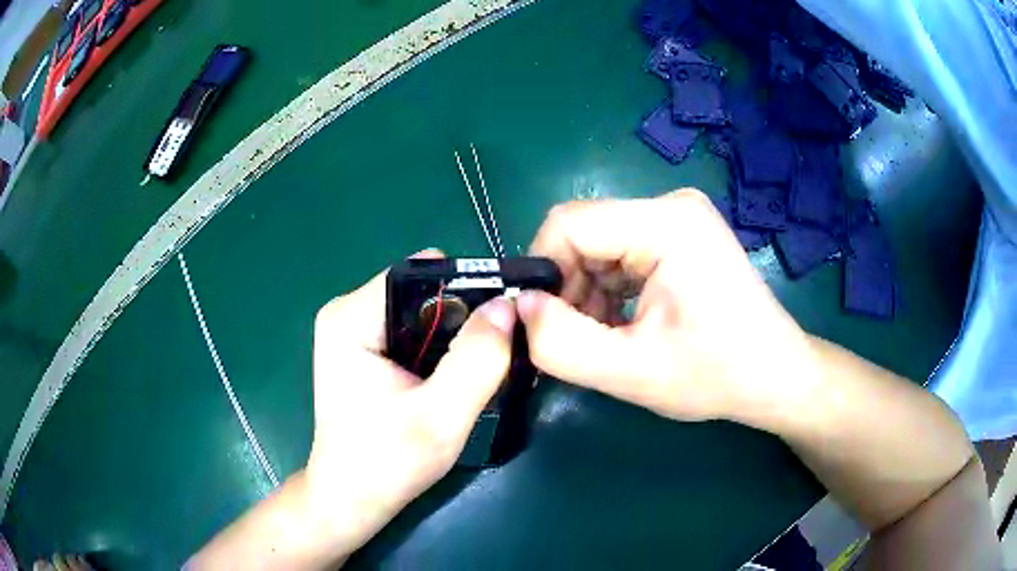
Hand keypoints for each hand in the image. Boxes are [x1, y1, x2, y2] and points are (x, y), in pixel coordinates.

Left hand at [304, 250, 516, 554]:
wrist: (352, 498)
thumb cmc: (389, 463)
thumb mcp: (442, 416)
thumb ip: (477, 358)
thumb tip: (507, 305)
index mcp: (351, 317)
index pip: (421, 273)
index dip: (468, 287)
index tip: (503, 318)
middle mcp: (346, 312)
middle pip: (421, 290)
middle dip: (462, 316)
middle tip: (491, 354)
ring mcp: (351, 329)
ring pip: (421, 310)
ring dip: (453, 335)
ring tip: (474, 370)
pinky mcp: (360, 347)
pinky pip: (411, 329)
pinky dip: (437, 347)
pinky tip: (449, 378)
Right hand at [516, 190, 819, 425]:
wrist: (775, 374)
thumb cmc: (716, 375)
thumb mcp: (631, 373)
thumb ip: (562, 343)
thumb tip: (521, 307)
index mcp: (666, 223)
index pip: (568, 223)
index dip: (542, 271)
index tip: (542, 321)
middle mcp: (671, 205)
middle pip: (584, 233)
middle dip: (568, 288)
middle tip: (576, 339)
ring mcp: (678, 217)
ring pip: (599, 244)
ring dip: (588, 292)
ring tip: (605, 338)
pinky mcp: (681, 234)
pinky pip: (622, 251)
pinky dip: (609, 289)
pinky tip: (623, 324)